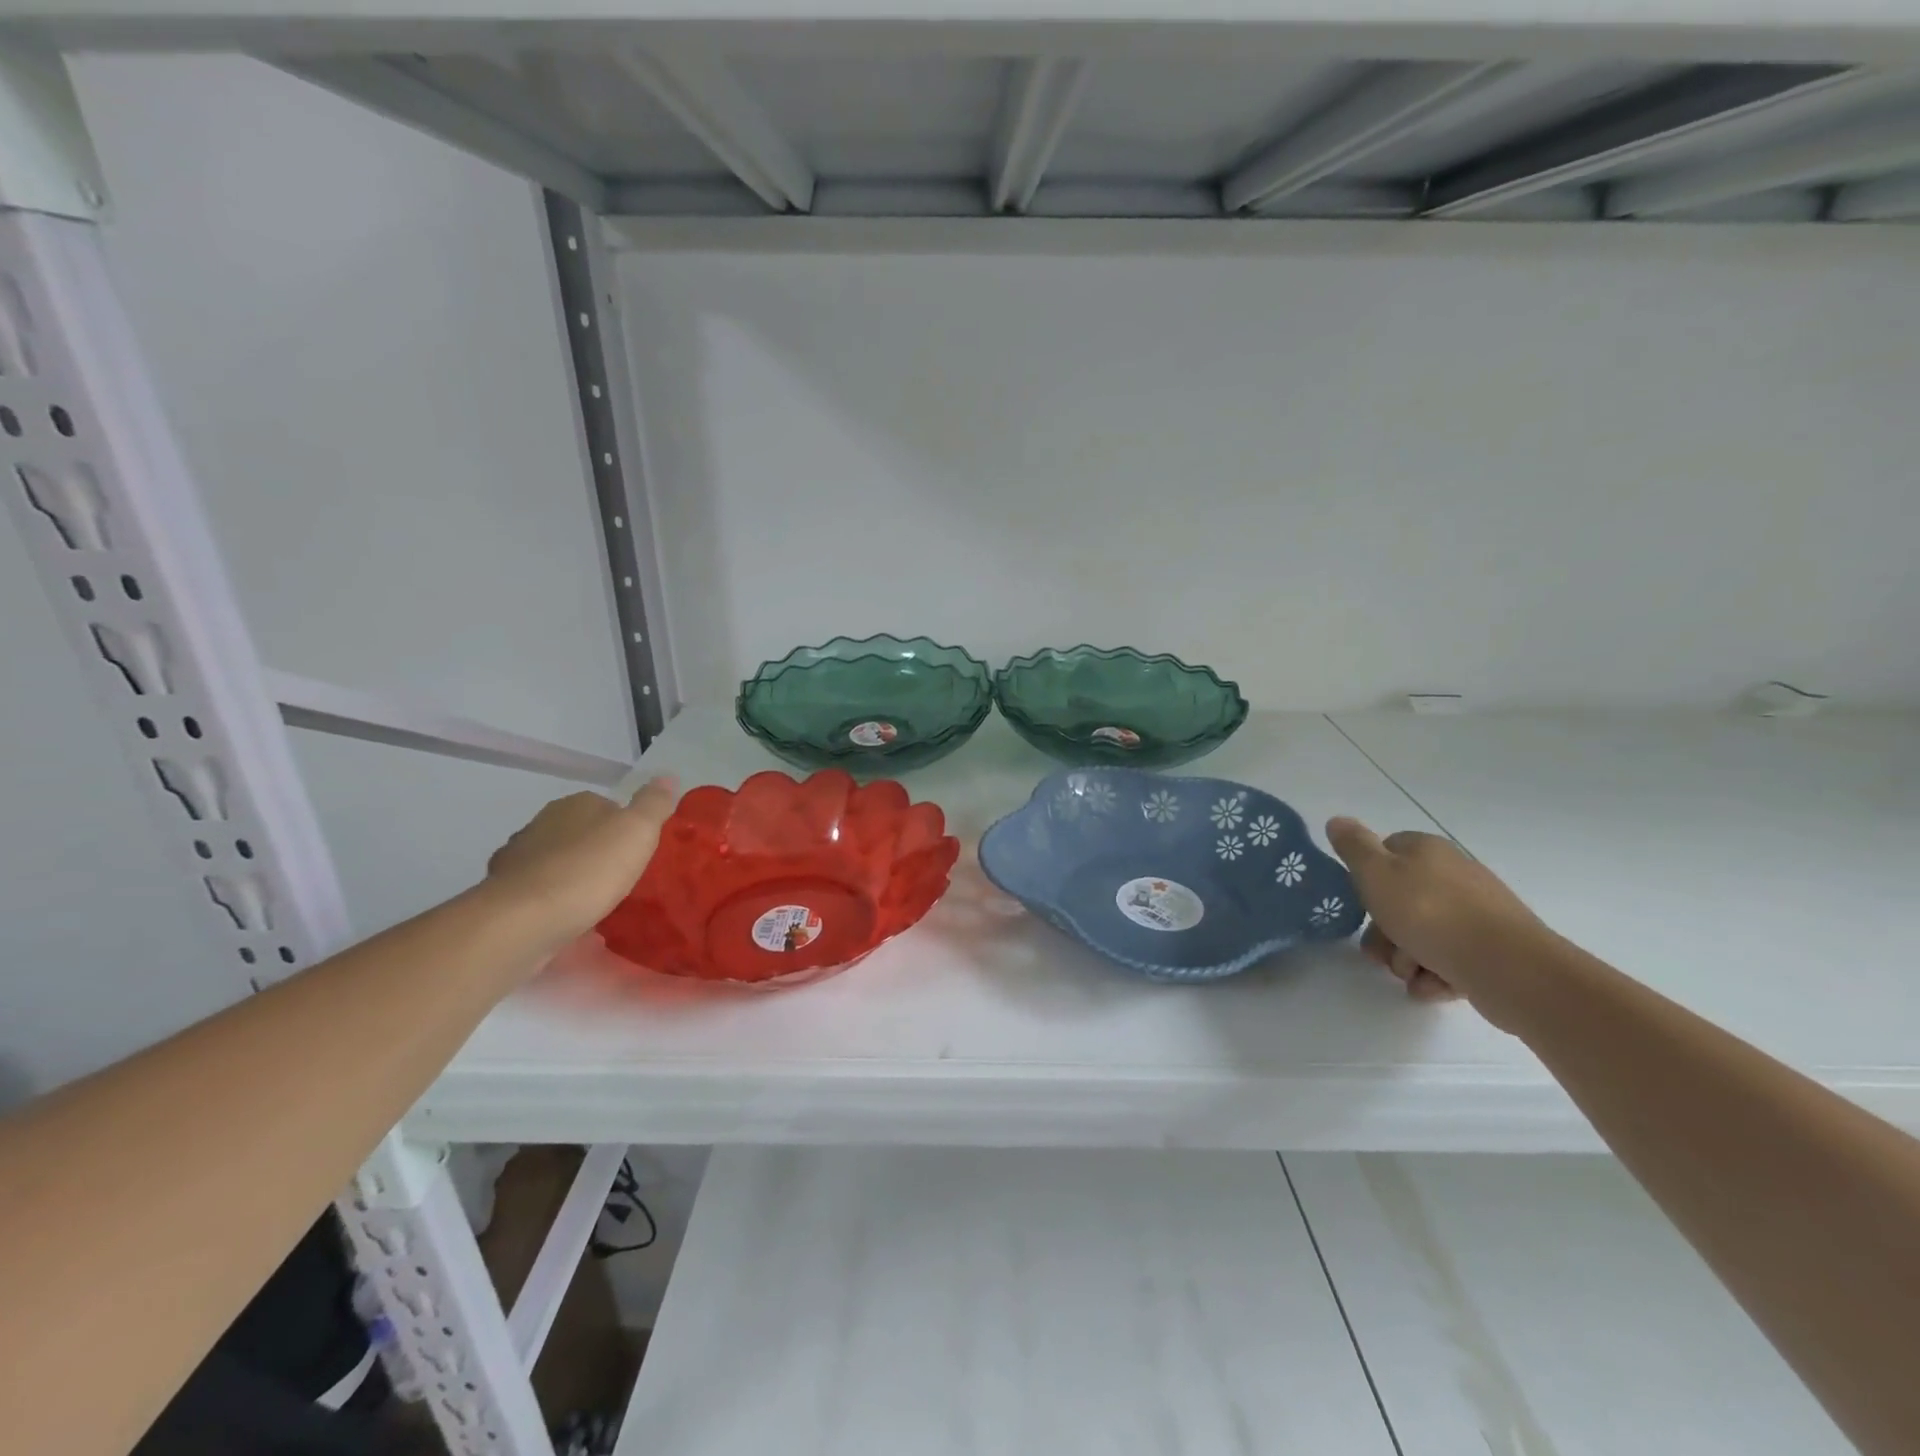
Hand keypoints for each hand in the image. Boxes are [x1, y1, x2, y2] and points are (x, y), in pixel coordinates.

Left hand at [486, 777, 677, 947]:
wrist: (525, 919)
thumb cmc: (589, 868)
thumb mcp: (638, 831)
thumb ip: (653, 803)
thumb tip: (666, 775)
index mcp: (575, 805)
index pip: (607, 806)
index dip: (626, 827)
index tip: (640, 851)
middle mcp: (542, 824)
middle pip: (580, 833)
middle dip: (598, 851)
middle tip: (623, 877)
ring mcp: (518, 859)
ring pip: (556, 862)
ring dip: (573, 876)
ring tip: (597, 902)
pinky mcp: (504, 894)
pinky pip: (539, 892)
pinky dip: (554, 901)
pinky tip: (570, 920)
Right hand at [1326, 818, 1549, 1025]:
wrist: (1508, 967)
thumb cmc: (1430, 913)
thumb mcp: (1375, 872)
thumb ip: (1352, 846)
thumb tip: (1337, 820)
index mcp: (1426, 851)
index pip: (1386, 853)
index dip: (1367, 880)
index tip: (1362, 904)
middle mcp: (1453, 875)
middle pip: (1400, 901)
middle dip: (1384, 932)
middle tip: (1381, 952)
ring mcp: (1476, 913)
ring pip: (1421, 935)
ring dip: (1406, 958)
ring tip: (1413, 972)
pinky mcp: (1492, 949)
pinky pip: (1449, 960)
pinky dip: (1436, 975)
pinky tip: (1435, 984)